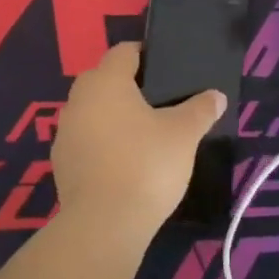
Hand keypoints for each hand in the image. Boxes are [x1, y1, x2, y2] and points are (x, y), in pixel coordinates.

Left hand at [50, 43, 224, 246]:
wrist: (104, 226)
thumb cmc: (146, 165)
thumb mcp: (184, 134)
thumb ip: (201, 110)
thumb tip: (217, 96)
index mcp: (106, 81)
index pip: (124, 52)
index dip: (147, 55)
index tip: (168, 70)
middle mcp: (78, 100)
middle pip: (105, 80)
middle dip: (130, 87)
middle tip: (162, 103)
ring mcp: (65, 133)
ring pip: (93, 111)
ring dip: (114, 117)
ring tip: (146, 135)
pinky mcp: (61, 164)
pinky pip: (86, 141)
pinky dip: (103, 145)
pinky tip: (126, 163)